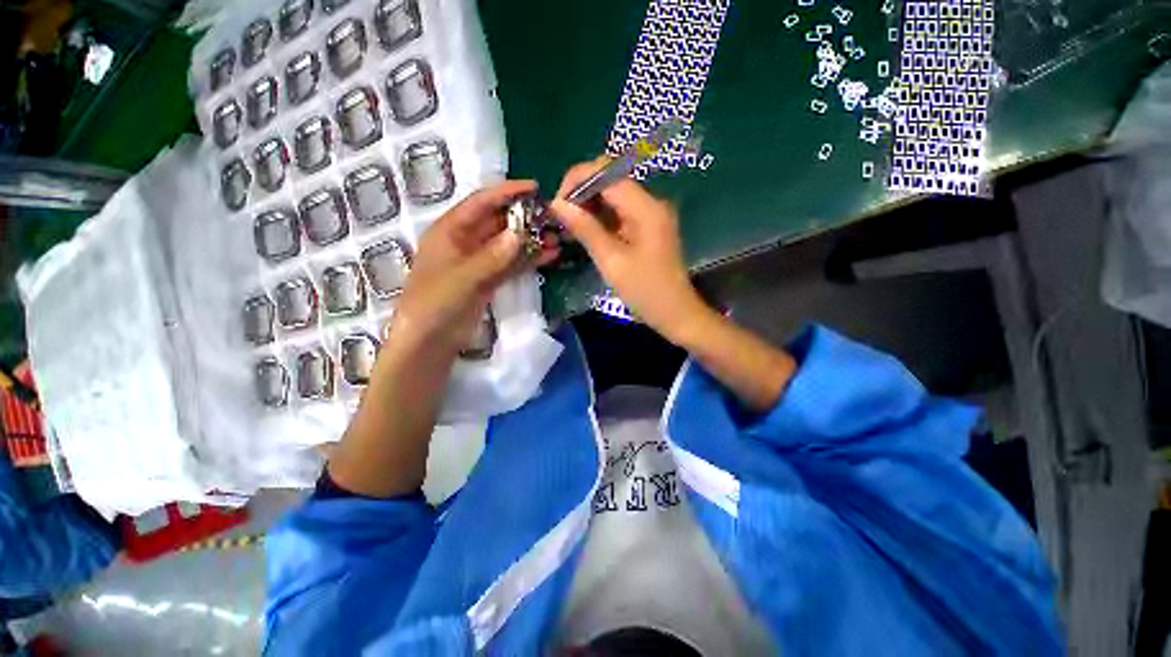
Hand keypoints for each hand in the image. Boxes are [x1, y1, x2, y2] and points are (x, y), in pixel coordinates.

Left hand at [391, 179, 544, 355]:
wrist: (430, 340)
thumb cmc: (435, 303)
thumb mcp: (463, 277)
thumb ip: (492, 256)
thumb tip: (521, 234)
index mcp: (450, 230)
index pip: (481, 203)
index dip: (507, 192)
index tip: (535, 187)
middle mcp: (466, 241)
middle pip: (499, 222)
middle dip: (525, 218)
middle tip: (553, 216)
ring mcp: (480, 261)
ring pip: (509, 244)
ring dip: (531, 240)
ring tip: (558, 237)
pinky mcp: (490, 279)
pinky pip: (512, 264)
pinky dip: (529, 260)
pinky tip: (549, 256)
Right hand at [550, 161, 709, 343]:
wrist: (675, 313)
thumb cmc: (645, 291)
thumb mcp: (611, 261)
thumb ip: (585, 229)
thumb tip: (557, 203)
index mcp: (646, 208)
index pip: (607, 173)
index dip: (577, 180)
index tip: (558, 204)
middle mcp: (651, 202)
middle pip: (610, 180)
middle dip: (581, 192)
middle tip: (562, 217)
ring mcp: (651, 214)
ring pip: (613, 195)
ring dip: (589, 205)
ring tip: (570, 226)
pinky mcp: (648, 226)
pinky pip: (620, 212)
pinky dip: (601, 217)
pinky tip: (586, 232)